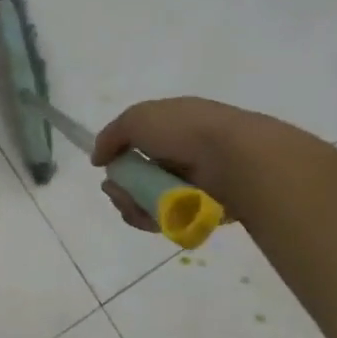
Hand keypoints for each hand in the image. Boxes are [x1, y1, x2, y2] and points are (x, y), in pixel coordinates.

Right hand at [91, 97, 261, 231]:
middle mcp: (182, 154)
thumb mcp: (137, 118)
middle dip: (120, 186)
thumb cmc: (185, 130)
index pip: (137, 144)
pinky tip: (149, 217)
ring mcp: (193, 184)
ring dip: (131, 204)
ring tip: (133, 205)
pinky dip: (152, 219)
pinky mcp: (202, 210)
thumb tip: (98, 159)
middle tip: (116, 191)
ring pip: (148, 200)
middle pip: (138, 176)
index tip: (105, 166)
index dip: (118, 156)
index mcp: (172, 127)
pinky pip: (167, 219)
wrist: (238, 159)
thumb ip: (111, 136)